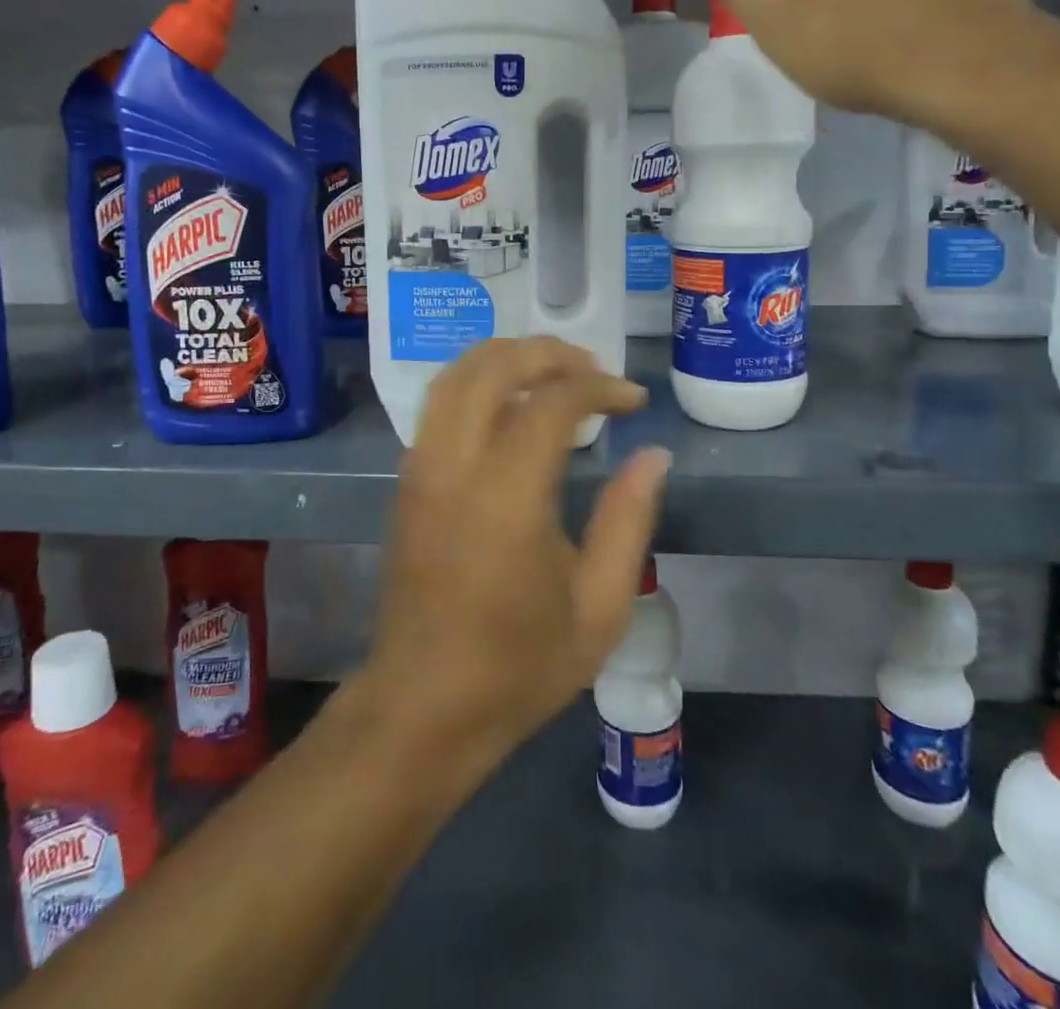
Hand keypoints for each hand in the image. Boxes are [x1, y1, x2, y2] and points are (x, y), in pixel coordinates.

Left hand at [362, 338, 670, 767]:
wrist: (423, 705)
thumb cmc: (519, 665)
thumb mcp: (599, 606)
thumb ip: (628, 519)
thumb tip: (653, 454)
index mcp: (506, 497)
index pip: (552, 403)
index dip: (599, 388)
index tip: (632, 400)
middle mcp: (453, 466)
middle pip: (493, 366)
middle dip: (548, 353)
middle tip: (592, 371)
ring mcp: (420, 469)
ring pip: (455, 375)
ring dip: (506, 358)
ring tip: (553, 375)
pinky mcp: (406, 480)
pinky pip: (439, 403)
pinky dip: (478, 382)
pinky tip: (510, 404)